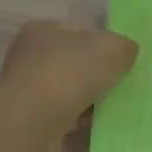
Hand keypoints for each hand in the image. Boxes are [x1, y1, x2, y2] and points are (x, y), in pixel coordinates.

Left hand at [0, 20, 138, 132]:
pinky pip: (60, 111)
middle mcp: (29, 53)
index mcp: (44, 28)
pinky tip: (89, 123)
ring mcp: (25, 85)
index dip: (105, 44)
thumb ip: (125, 47)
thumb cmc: (71, 72)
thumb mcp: (113, 48)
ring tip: (106, 108)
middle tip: (118, 86)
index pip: (82, 31)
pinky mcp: (26, 114)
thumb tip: (126, 53)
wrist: (32, 120)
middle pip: (75, 61)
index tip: (121, 63)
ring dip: (87, 97)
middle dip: (97, 74)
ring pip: (68, 88)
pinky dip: (75, 116)